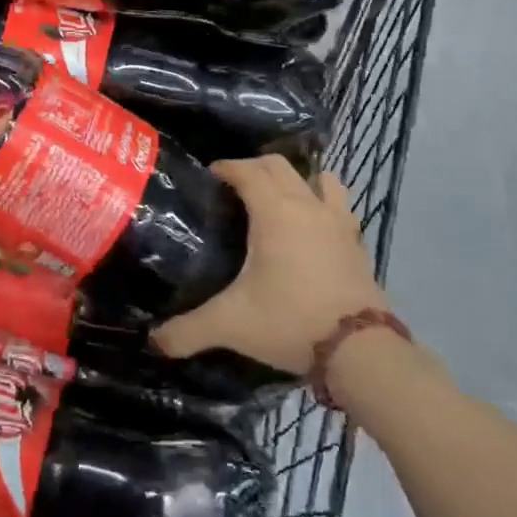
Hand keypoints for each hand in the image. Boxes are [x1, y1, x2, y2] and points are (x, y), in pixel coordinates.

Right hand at [154, 157, 388, 375]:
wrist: (360, 350)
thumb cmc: (291, 322)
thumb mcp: (231, 325)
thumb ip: (188, 330)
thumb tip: (155, 340)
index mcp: (274, 212)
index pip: (247, 170)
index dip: (226, 167)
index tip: (209, 176)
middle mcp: (307, 206)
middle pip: (280, 166)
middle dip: (254, 167)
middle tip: (234, 186)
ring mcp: (338, 222)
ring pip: (318, 178)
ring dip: (297, 179)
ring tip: (278, 197)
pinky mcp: (357, 242)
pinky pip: (339, 206)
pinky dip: (323, 202)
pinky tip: (312, 226)